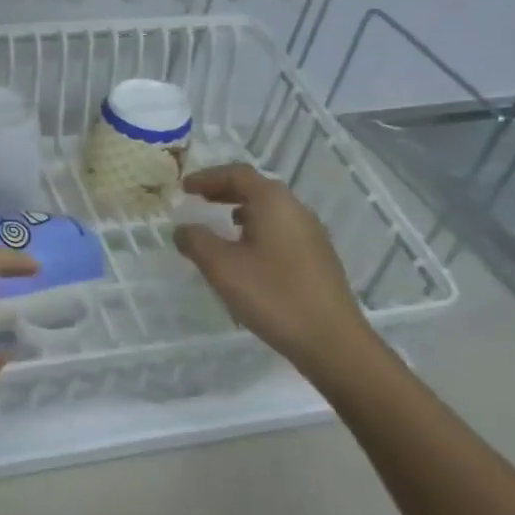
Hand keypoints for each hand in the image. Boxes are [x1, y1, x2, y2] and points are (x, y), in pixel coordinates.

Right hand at [174, 163, 376, 374]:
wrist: (331, 340)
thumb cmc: (273, 295)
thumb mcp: (222, 267)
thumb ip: (196, 241)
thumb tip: (182, 229)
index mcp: (274, 202)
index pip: (237, 174)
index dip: (207, 177)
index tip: (184, 187)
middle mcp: (296, 210)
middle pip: (256, 188)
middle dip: (224, 191)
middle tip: (198, 199)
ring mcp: (311, 234)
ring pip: (270, 210)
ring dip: (241, 211)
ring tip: (218, 225)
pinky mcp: (317, 258)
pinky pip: (280, 230)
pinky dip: (256, 229)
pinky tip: (246, 254)